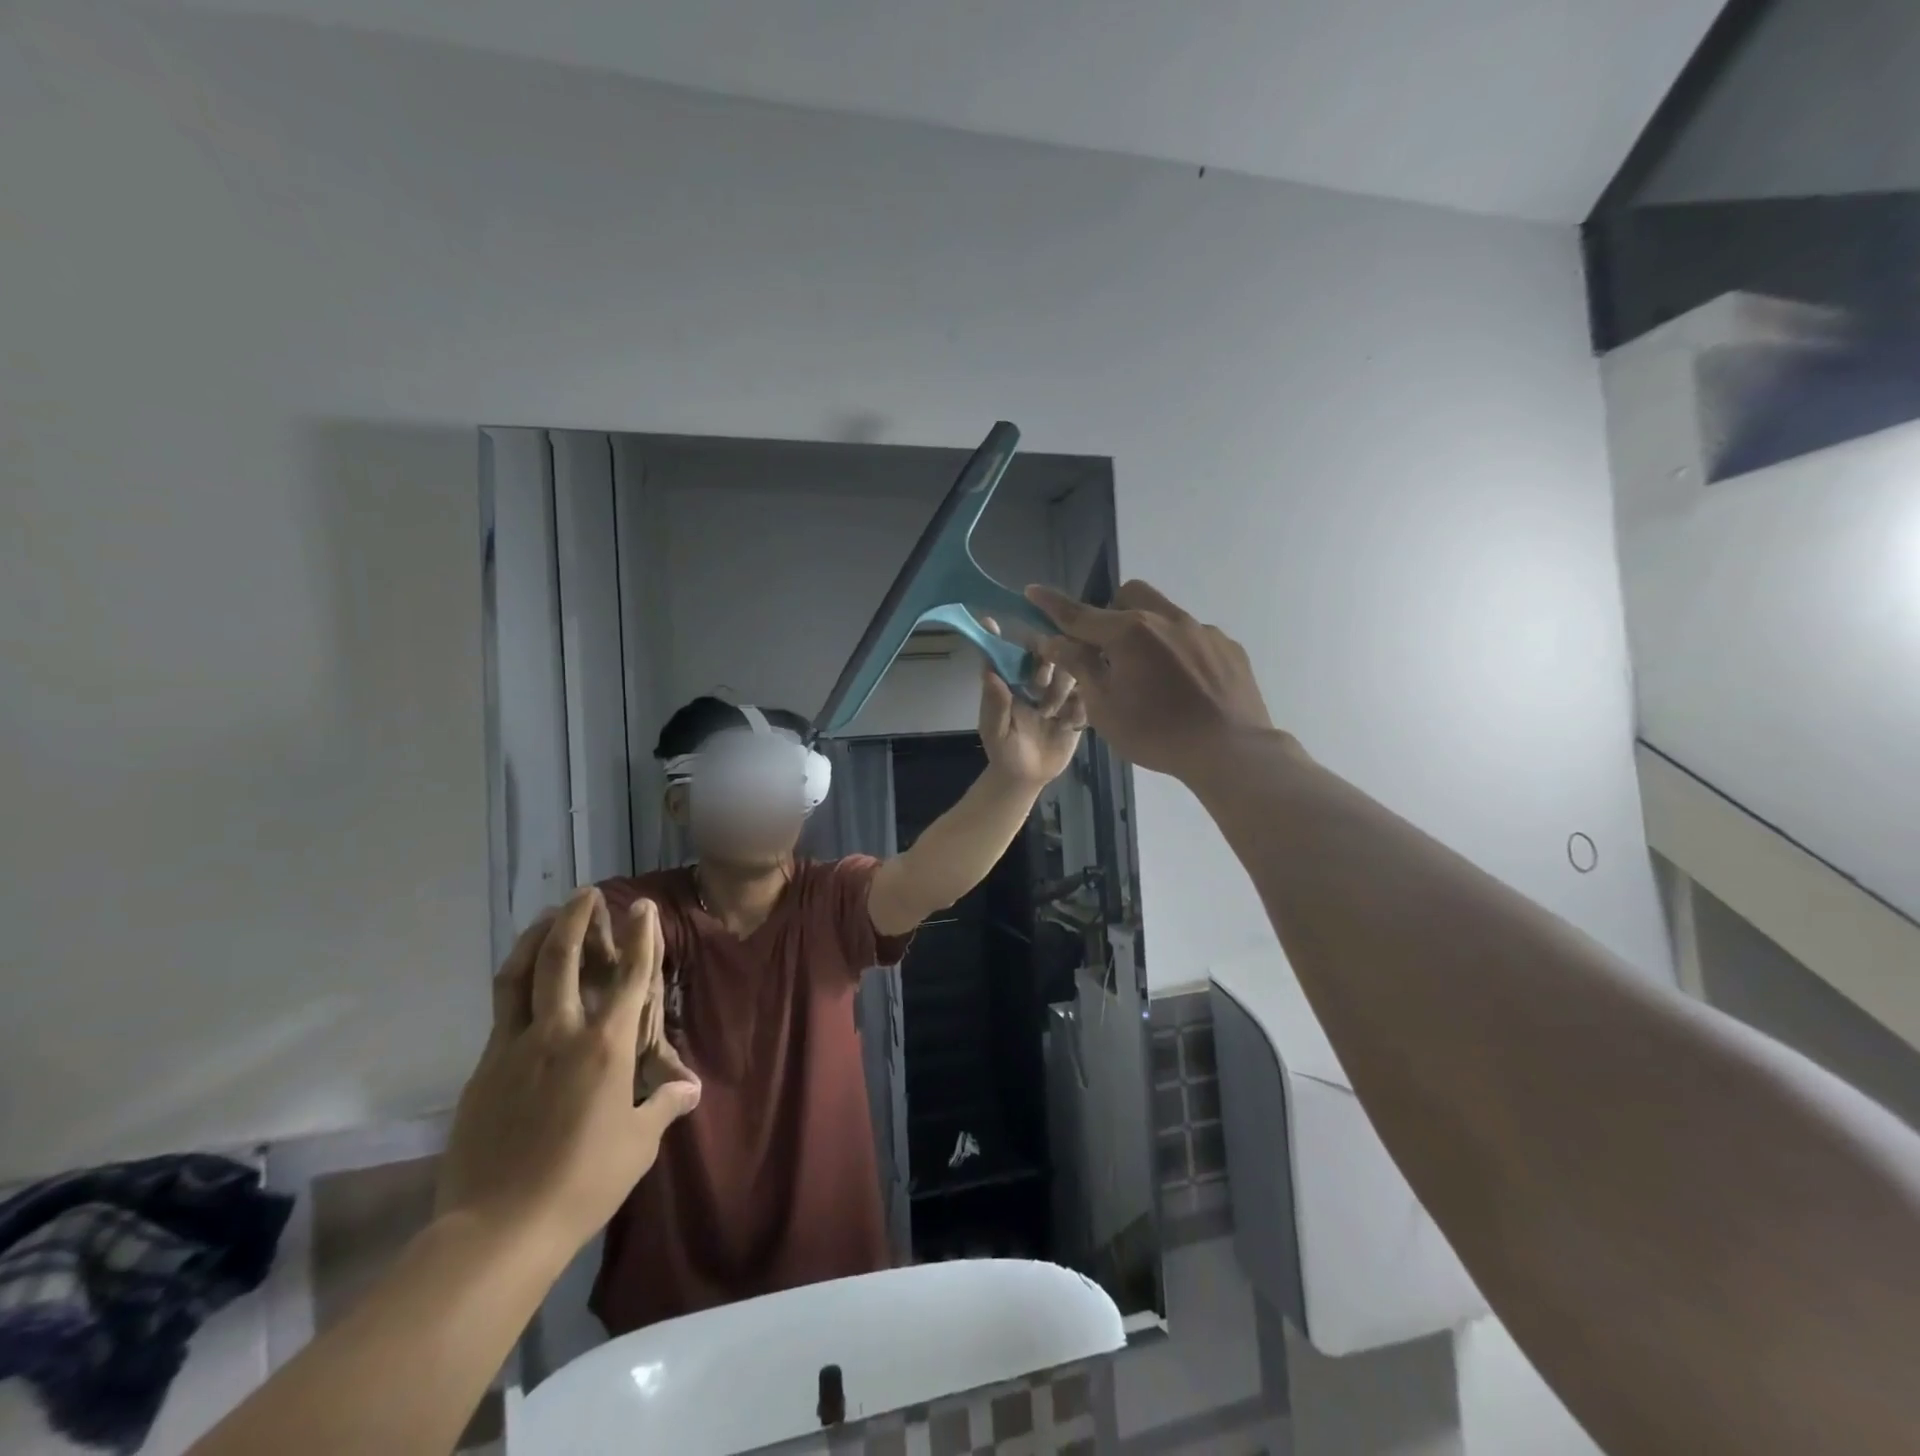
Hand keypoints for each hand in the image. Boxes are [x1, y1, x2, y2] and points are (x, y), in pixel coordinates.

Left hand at [436, 890, 700, 1253]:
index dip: (641, 936)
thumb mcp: (637, 1144)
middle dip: (577, 918)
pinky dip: (516, 982)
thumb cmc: (583, 1182)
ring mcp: (515, 1047)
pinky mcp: (484, 1069)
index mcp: (606, 1047)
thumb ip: (664, 1106)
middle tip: (586, 894)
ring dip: (536, 938)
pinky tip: (523, 983)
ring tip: (548, 917)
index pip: (631, 975)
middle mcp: (561, 1033)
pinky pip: (502, 1011)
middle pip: (563, 957)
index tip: (642, 906)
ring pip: (520, 974)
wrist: (497, 1229)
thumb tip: (690, 1088)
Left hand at [977, 617, 1085, 786]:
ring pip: (1073, 673)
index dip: (1022, 642)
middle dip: (1050, 661)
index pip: (1018, 652)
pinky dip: (1081, 707)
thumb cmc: (1004, 751)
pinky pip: (1088, 698)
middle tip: (1042, 683)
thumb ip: (994, 703)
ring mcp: (1061, 694)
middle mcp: (1039, 681)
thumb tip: (989, 671)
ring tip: (1052, 713)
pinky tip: (1068, 724)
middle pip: (1052, 655)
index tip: (1030, 636)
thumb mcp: (994, 730)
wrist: (1027, 777)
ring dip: (1064, 686)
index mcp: (1016, 680)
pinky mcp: (1079, 710)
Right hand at [1024, 580, 1275, 781]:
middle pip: (1129, 596)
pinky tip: (1185, 685)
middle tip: (1108, 650)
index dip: (1052, 604)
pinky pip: (1194, 637)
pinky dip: (1179, 651)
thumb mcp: (1104, 707)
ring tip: (1152, 674)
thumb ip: (1079, 666)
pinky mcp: (1228, 646)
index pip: (1079, 614)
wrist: (1230, 750)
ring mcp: (1202, 630)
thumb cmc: (1156, 734)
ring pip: (1164, 614)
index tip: (1032, 591)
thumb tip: (1054, 640)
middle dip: (1111, 612)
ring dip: (1147, 632)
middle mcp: (1166, 619)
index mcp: (1129, 633)